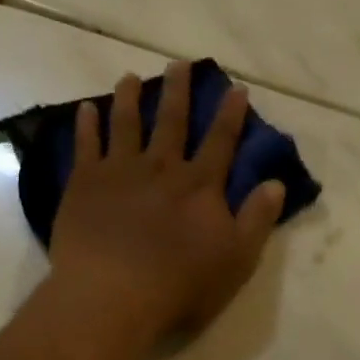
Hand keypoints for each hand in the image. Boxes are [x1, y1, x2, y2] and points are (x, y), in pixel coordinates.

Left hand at [49, 62, 285, 353]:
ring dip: (130, 98)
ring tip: (131, 77)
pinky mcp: (83, 185)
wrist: (112, 296)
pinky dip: (87, 125)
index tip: (236, 87)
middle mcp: (161, 168)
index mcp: (200, 186)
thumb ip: (257, 220)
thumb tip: (276, 184)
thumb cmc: (180, 286)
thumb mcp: (236, 260)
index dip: (231, 114)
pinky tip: (86, 109)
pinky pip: (86, 146)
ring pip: (126, 124)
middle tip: (179, 63)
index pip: (221, 141)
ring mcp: (119, 172)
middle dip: (178, 91)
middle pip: (172, 121)